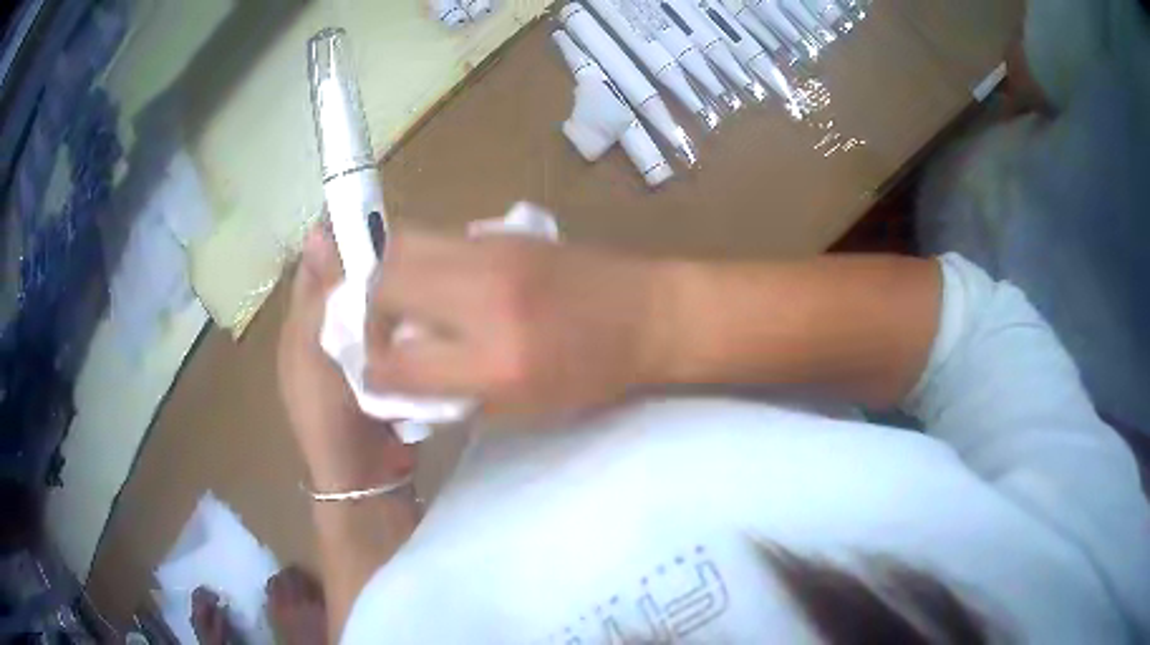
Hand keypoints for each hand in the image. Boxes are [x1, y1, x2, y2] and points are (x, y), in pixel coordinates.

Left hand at [277, 226, 414, 490]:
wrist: (362, 474)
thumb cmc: (326, 411)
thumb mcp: (313, 349)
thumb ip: (318, 295)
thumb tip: (317, 232)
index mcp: (303, 322)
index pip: (320, 265)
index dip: (341, 238)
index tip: (376, 215)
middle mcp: (328, 331)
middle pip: (352, 284)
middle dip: (376, 265)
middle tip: (414, 248)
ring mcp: (358, 352)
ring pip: (376, 308)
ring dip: (395, 295)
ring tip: (429, 272)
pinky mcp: (386, 369)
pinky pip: (396, 335)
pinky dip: (408, 324)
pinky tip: (432, 313)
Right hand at [363, 232, 674, 419]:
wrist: (651, 313)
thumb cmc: (597, 373)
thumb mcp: (528, 406)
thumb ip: (458, 395)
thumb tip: (405, 381)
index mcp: (496, 361)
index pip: (400, 362)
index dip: (376, 374)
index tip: (374, 378)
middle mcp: (484, 298)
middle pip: (385, 284)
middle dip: (369, 313)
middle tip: (383, 335)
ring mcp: (493, 254)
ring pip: (403, 245)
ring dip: (388, 277)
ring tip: (401, 305)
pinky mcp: (503, 232)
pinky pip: (437, 238)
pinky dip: (420, 261)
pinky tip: (438, 285)